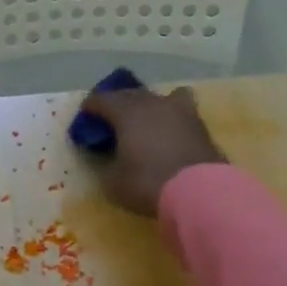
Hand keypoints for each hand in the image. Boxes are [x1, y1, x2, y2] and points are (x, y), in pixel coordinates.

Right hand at [75, 85, 226, 216]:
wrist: (200, 191)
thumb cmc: (148, 183)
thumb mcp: (114, 182)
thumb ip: (107, 165)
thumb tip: (109, 158)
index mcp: (127, 112)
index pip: (102, 99)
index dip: (91, 106)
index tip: (86, 114)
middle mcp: (153, 103)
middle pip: (131, 94)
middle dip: (119, 103)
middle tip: (112, 118)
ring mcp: (181, 111)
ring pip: (160, 97)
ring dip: (149, 106)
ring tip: (145, 121)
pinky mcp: (200, 125)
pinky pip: (180, 112)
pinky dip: (170, 118)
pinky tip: (169, 133)